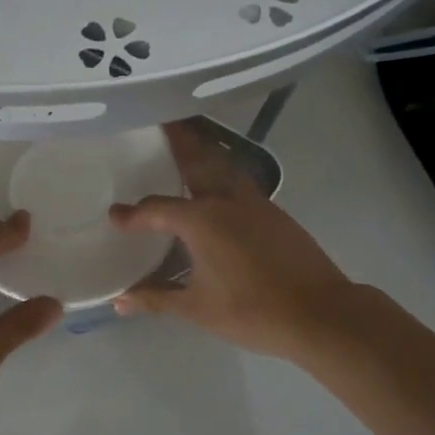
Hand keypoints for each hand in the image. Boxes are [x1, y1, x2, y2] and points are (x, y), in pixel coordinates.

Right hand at [109, 121, 365, 360]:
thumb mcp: (197, 308)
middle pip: (195, 160)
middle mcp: (224, 200)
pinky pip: (239, 181)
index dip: (132, 215)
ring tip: (186, 143)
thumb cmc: (252, 311)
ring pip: (221, 166)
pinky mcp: (273, 212)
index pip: (156, 210)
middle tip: (161, 120)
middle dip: (177, 140)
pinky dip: (222, 171)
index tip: (114, 216)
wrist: (320, 313)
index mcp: (200, 220)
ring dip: (202, 152)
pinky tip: (217, 185)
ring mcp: (253, 203)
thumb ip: (156, 297)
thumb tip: (119, 300)